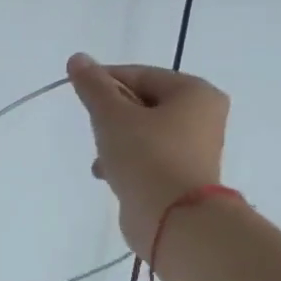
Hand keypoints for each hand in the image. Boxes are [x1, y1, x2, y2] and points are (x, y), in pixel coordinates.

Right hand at [67, 54, 229, 259]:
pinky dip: (128, 162)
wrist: (173, 221)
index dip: (105, 82)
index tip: (78, 94)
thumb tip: (78, 59)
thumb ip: (93, 86)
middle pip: (142, 103)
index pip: (140, 74)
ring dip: (116, 141)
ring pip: (144, 132)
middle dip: (112, 117)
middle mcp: (203, 116)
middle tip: (94, 130)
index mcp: (194, 92)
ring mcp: (196, 149)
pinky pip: (149, 158)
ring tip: (101, 159)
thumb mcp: (112, 115)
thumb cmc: (146, 157)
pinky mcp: (184, 177)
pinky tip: (110, 175)